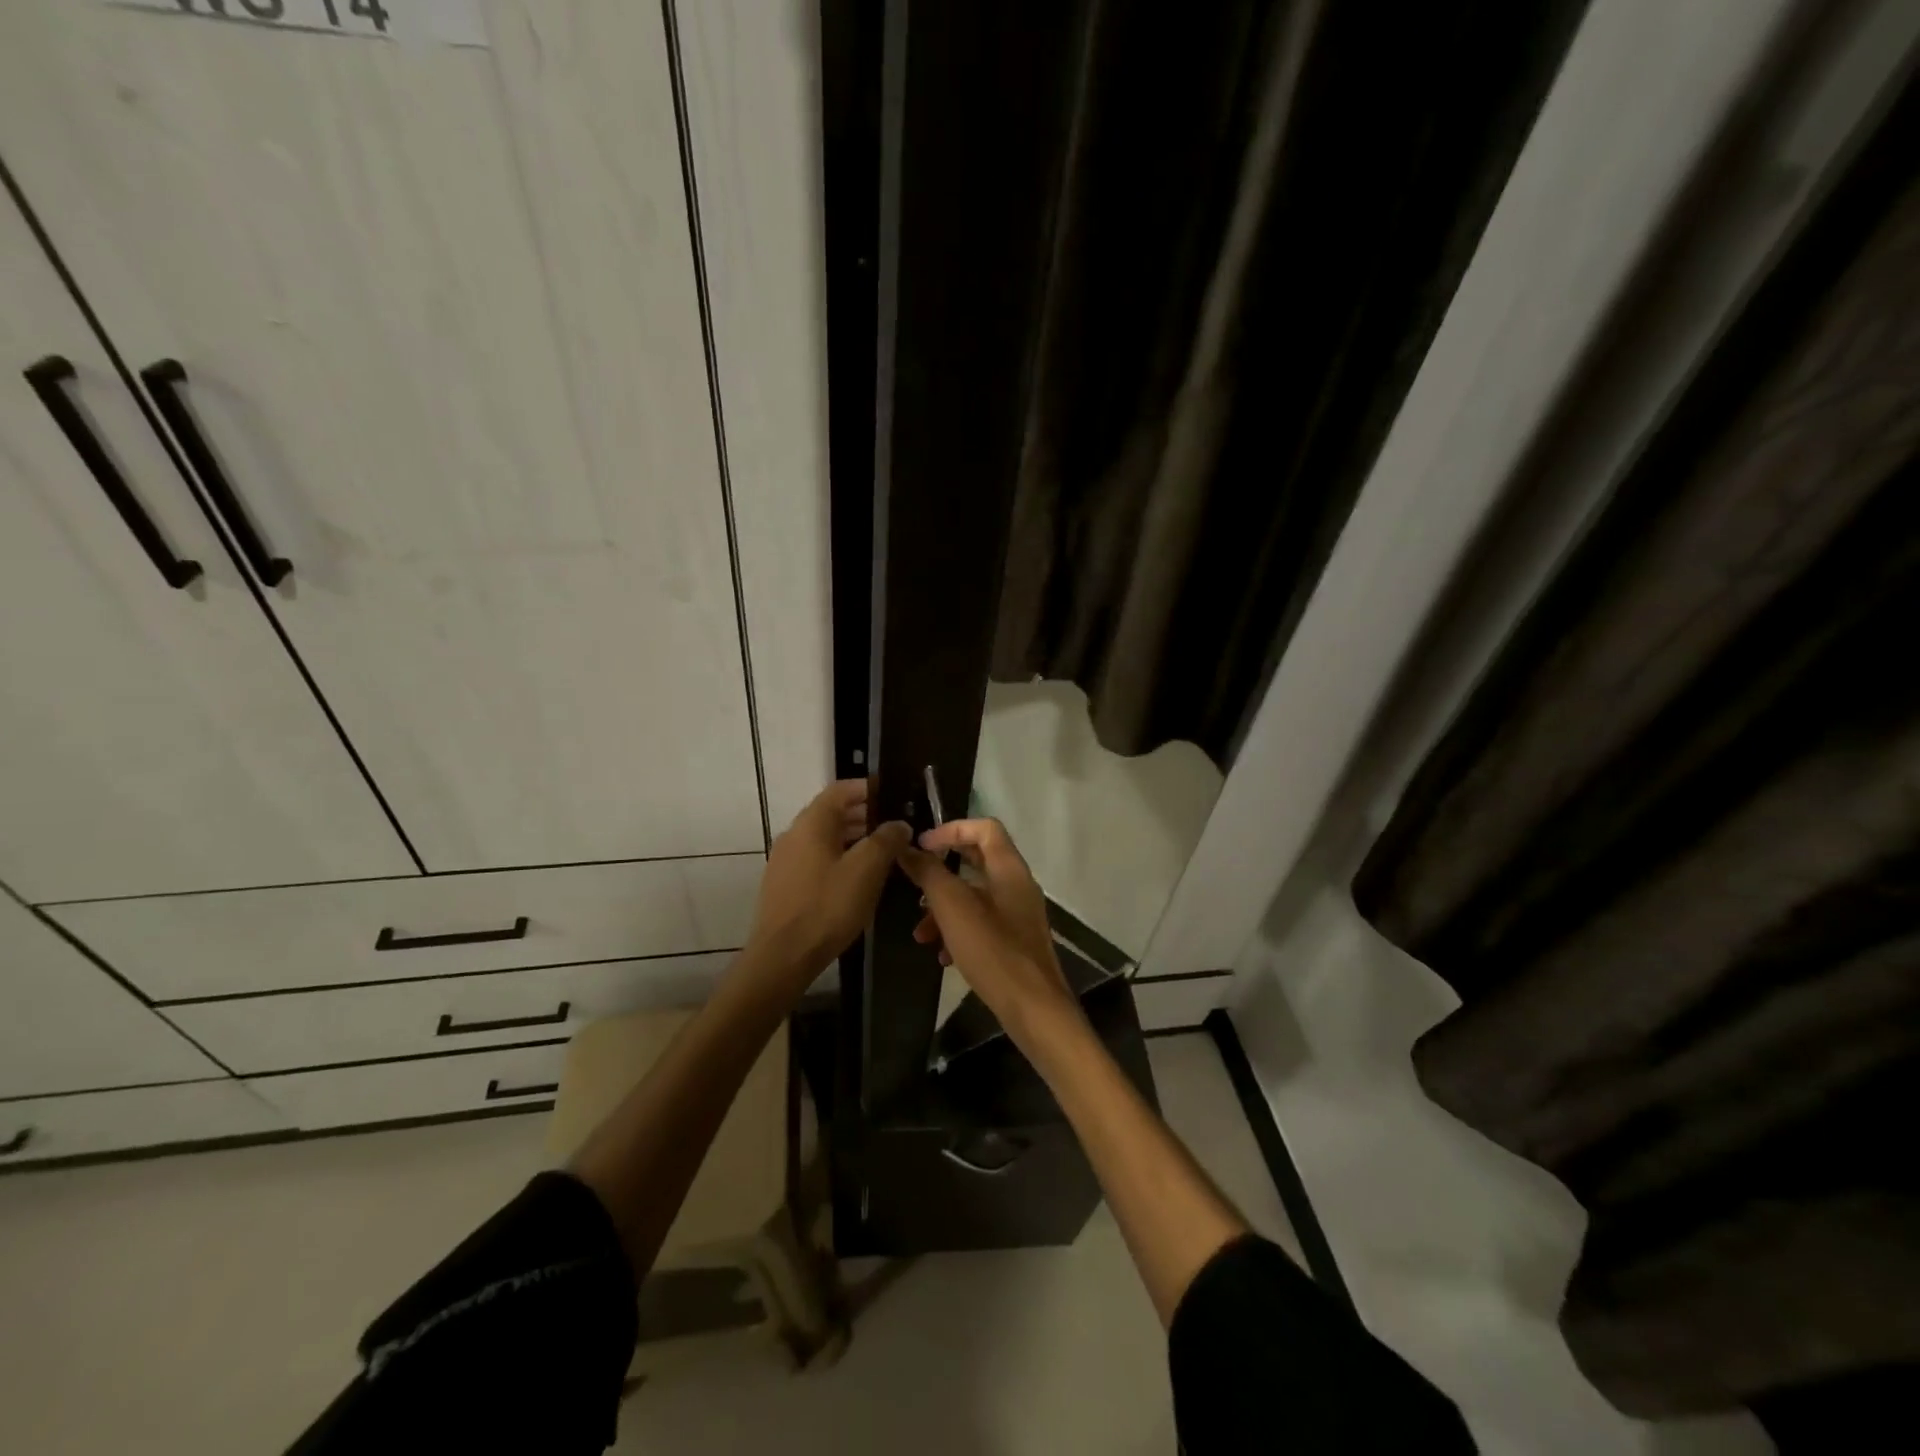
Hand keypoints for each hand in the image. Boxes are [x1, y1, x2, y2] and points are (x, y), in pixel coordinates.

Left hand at [747, 780, 908, 978]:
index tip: (893, 794)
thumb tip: (899, 823)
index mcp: (812, 823)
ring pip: (824, 838)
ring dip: (853, 839)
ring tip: (882, 853)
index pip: (841, 789)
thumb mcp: (866, 870)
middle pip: (832, 813)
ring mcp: (785, 860)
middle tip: (894, 826)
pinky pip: (816, 859)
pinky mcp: (784, 885)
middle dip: (864, 815)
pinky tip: (857, 878)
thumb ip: (886, 840)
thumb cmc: (827, 906)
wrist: (783, 956)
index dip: (868, 788)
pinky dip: (839, 858)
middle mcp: (794, 834)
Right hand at [894, 818, 1077, 1037]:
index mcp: (1009, 868)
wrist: (1034, 1009)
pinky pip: (982, 924)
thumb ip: (929, 873)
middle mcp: (1017, 885)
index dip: (951, 829)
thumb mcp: (953, 907)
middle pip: (977, 861)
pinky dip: (959, 931)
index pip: (984, 827)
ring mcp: (1018, 915)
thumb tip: (908, 849)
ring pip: (975, 897)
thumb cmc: (993, 951)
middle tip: (914, 881)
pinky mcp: (1015, 942)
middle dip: (942, 871)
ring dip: (944, 908)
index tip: (921, 845)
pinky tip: (942, 956)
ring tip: (920, 933)